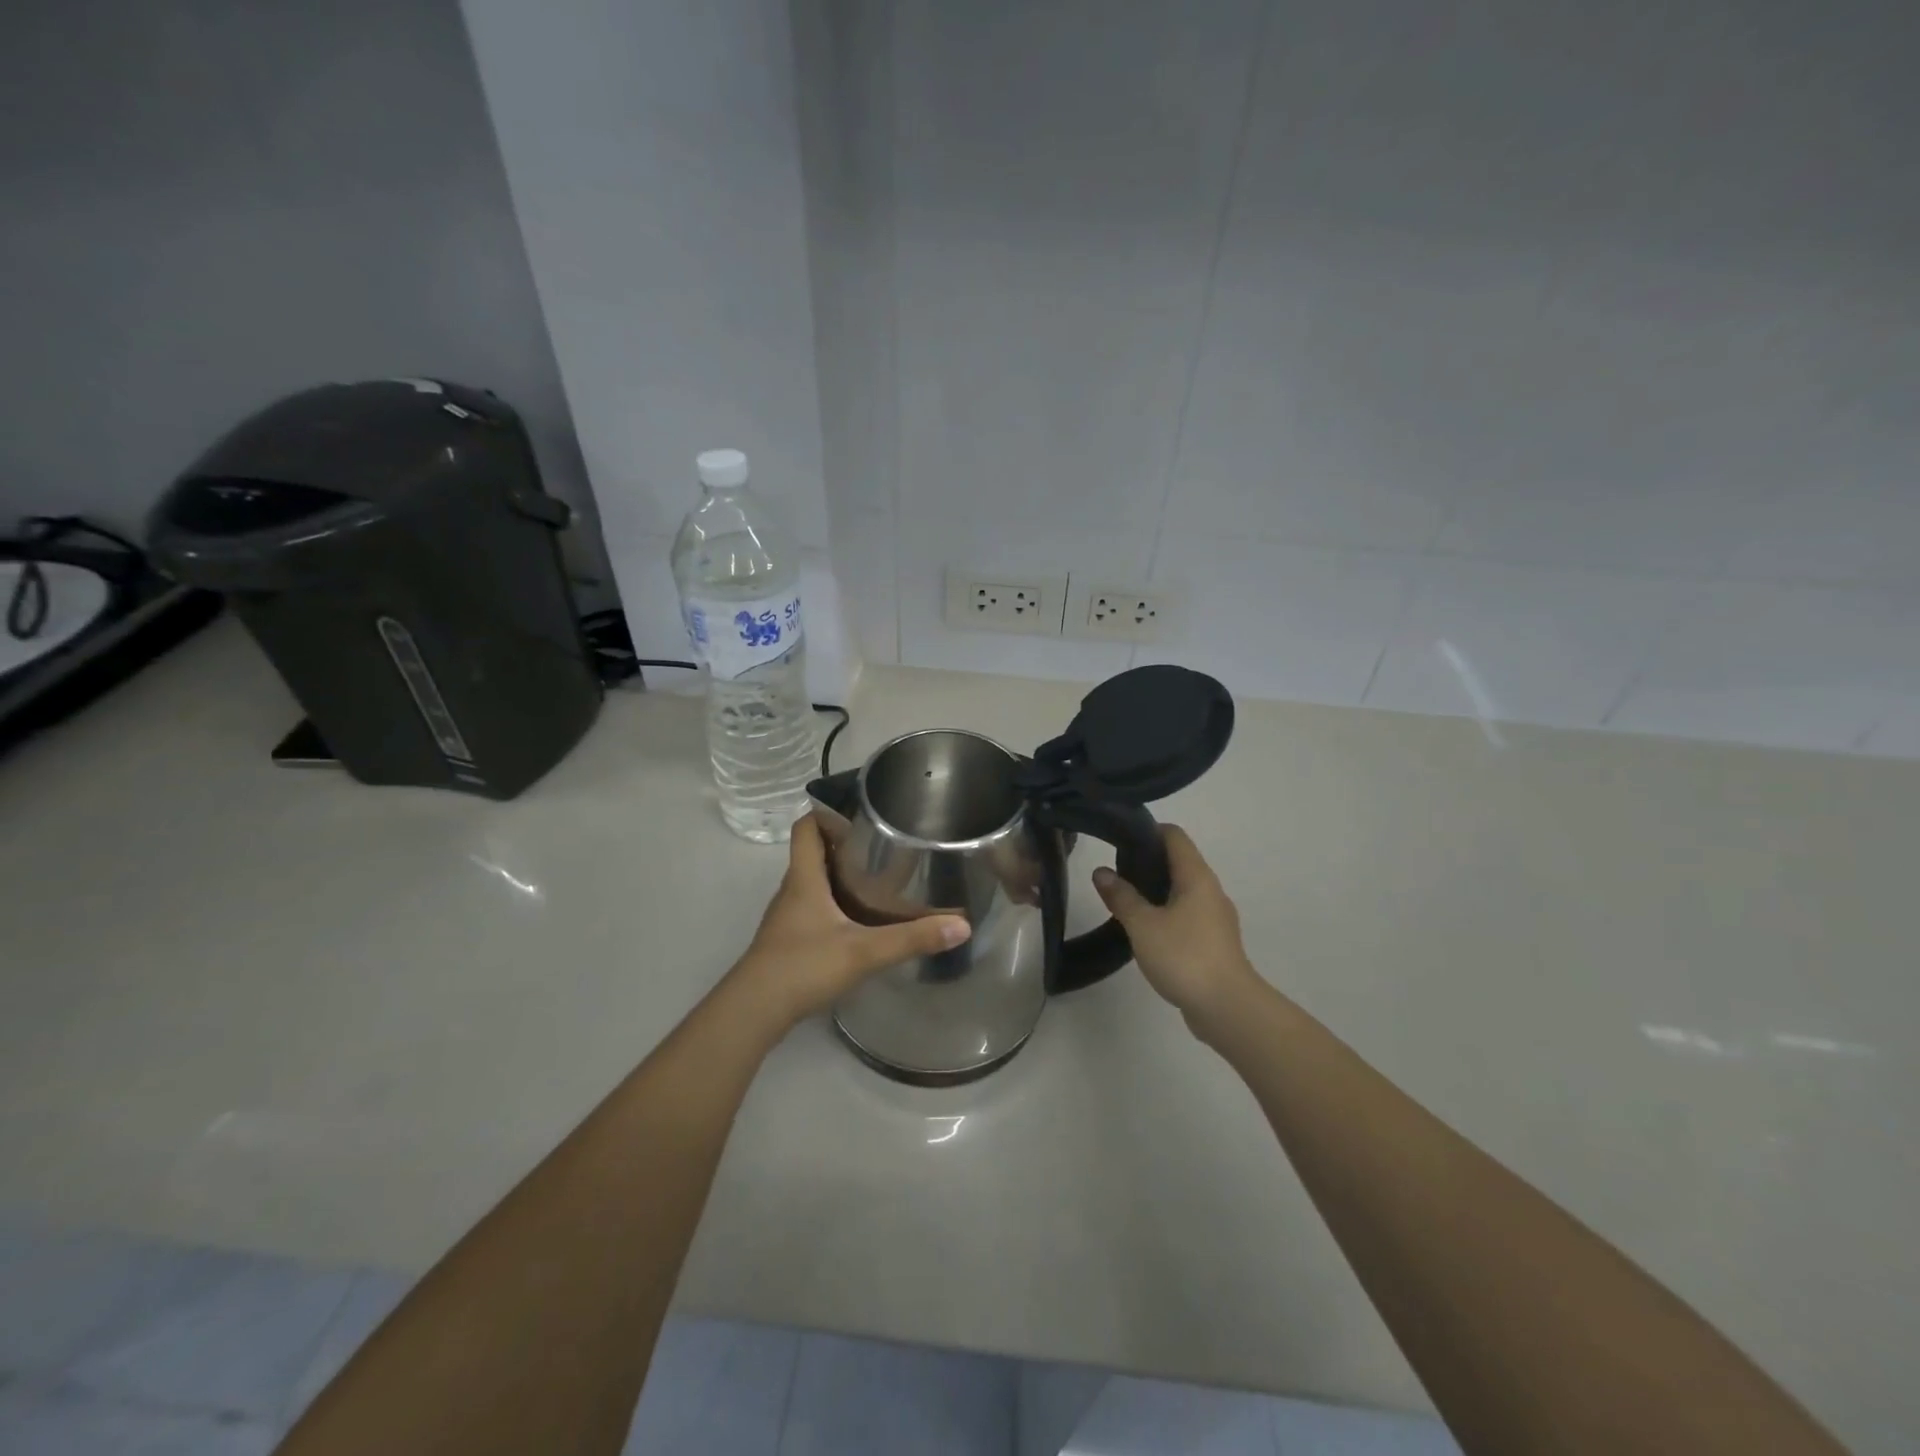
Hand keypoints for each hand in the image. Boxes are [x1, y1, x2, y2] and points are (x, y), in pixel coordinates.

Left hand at [727, 814, 970, 1031]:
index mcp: (804, 878)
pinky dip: (835, 907)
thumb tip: (961, 926)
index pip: (806, 828)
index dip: (826, 813)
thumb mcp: (863, 951)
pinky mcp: (788, 942)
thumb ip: (911, 938)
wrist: (753, 1012)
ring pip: (814, 884)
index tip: (860, 811)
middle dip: (845, 845)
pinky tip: (860, 922)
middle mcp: (792, 891)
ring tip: (880, 878)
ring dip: (840, 877)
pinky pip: (813, 911)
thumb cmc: (803, 966)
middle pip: (813, 854)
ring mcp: (787, 918)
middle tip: (884, 844)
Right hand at [1092, 825, 1258, 1035]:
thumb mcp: (1143, 924)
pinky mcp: (1214, 942)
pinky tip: (1145, 929)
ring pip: (1182, 890)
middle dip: (1147, 861)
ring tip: (1124, 899)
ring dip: (1155, 890)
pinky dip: (1166, 913)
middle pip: (1179, 861)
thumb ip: (1121, 896)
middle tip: (1115, 870)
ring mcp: (1215, 917)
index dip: (1147, 830)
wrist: (1227, 1008)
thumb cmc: (1184, 956)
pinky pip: (1187, 915)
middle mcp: (1210, 890)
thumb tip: (1102, 872)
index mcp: (1196, 877)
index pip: (1174, 836)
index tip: (1119, 838)